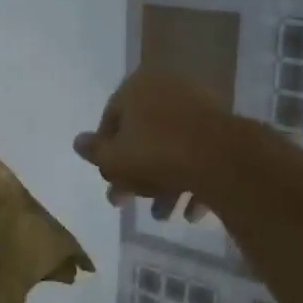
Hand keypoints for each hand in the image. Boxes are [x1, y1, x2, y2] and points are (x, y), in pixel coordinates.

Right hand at [74, 70, 227, 221]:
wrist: (221, 159)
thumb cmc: (156, 155)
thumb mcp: (112, 159)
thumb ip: (94, 152)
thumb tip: (78, 142)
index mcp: (137, 88)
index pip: (111, 119)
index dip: (105, 153)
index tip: (108, 179)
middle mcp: (169, 90)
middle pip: (144, 136)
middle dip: (136, 175)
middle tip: (129, 203)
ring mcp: (201, 108)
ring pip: (173, 149)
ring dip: (165, 184)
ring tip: (164, 215)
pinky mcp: (225, 128)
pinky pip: (200, 155)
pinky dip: (193, 180)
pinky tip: (191, 211)